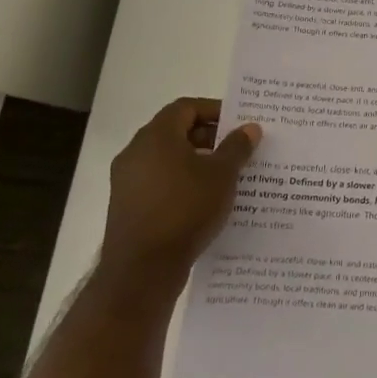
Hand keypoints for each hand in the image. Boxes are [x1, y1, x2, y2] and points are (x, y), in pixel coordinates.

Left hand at [101, 98, 259, 301]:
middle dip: (208, 137)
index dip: (214, 110)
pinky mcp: (126, 206)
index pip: (186, 108)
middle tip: (237, 148)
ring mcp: (126, 181)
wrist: (142, 269)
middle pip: (174, 131)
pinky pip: (158, 182)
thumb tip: (250, 127)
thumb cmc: (186, 209)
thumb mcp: (222, 175)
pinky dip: (181, 182)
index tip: (238, 122)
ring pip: (166, 159)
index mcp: (156, 137)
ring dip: (195, 161)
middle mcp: (135, 152)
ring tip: (225, 175)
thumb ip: (237, 147)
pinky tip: (204, 200)